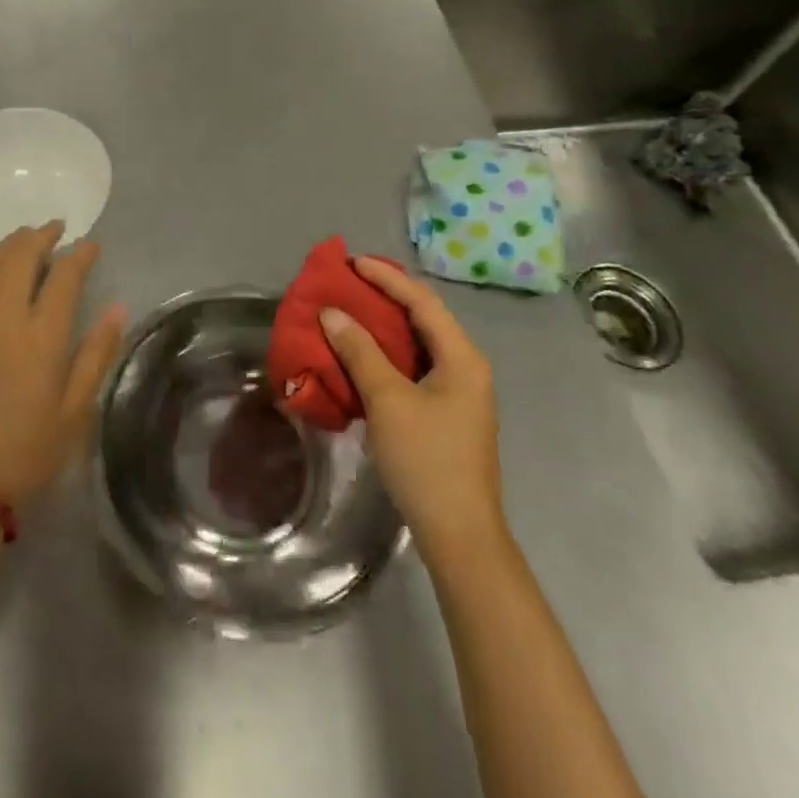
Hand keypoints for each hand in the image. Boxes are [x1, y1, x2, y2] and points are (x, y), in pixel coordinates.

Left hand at [0, 222, 126, 505]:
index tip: (92, 245)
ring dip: (11, 245)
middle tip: (57, 230)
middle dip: (42, 235)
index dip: (80, 254)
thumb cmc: (30, 449)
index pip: (64, 276)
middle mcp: (2, 319)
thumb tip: (118, 306)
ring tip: (27, 240)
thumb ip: (98, 352)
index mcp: (41, 338)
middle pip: (21, 256)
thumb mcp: (77, 409)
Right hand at [321, 256, 505, 560]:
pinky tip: (362, 355)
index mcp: (461, 357)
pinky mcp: (446, 413)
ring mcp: (458, 393)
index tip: (351, 263)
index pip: (422, 301)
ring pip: (418, 344)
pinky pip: (414, 367)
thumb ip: (360, 352)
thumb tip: (332, 314)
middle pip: (423, 318)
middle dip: (385, 297)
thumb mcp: (388, 400)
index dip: (386, 278)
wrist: (459, 535)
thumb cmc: (426, 460)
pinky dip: (387, 354)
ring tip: (349, 311)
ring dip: (384, 327)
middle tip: (347, 283)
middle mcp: (466, 367)